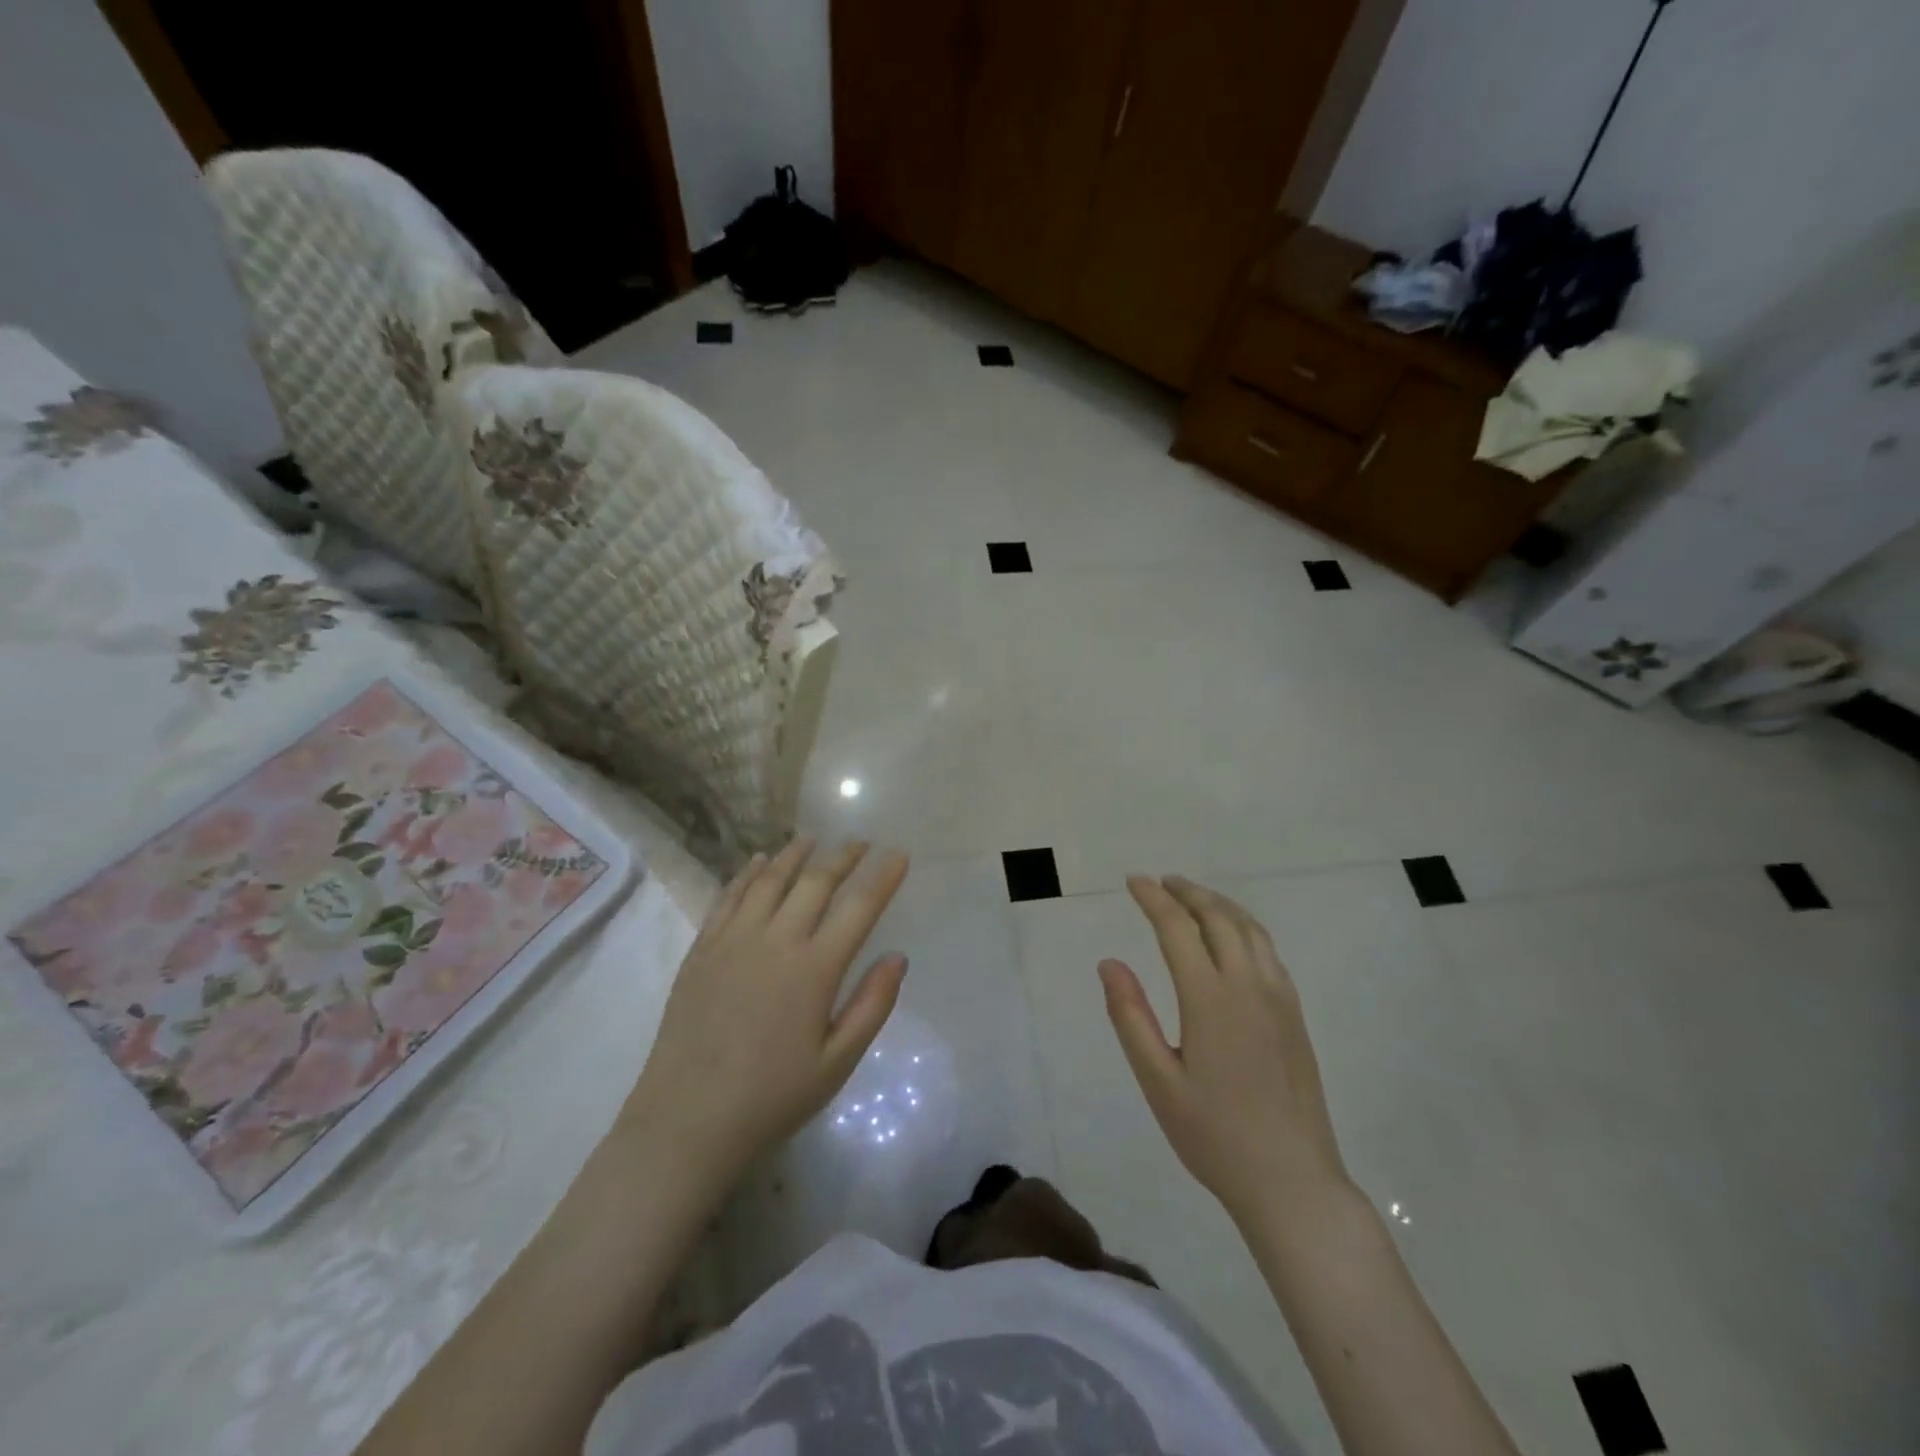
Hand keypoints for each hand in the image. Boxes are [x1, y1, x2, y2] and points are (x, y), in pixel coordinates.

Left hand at [618, 838, 909, 1193]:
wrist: (686, 1122)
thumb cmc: (771, 1098)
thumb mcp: (837, 1064)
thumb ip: (872, 1006)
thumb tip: (897, 957)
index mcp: (814, 969)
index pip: (859, 908)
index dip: (883, 877)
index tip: (899, 854)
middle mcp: (775, 940)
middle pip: (815, 882)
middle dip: (842, 857)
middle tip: (859, 842)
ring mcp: (733, 940)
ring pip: (768, 880)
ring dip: (794, 855)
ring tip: (811, 839)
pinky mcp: (702, 949)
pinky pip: (728, 897)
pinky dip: (747, 873)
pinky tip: (758, 862)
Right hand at [1100, 874, 1349, 1225]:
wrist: (1293, 1182)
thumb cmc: (1214, 1136)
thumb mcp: (1158, 1081)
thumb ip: (1131, 1017)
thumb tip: (1109, 963)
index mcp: (1209, 998)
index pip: (1177, 928)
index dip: (1153, 899)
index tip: (1133, 882)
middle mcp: (1248, 985)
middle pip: (1218, 918)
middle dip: (1187, 892)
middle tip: (1160, 882)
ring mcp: (1278, 998)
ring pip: (1249, 929)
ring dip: (1218, 904)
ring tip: (1193, 897)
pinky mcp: (1295, 1015)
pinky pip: (1269, 951)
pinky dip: (1244, 927)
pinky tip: (1233, 937)